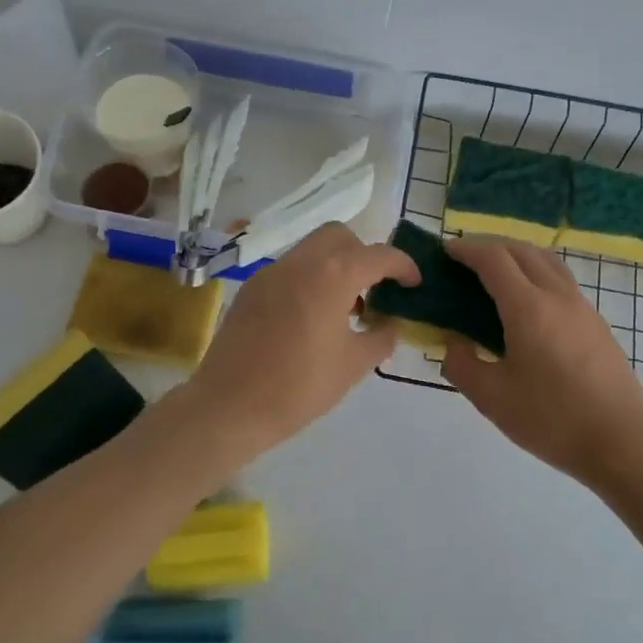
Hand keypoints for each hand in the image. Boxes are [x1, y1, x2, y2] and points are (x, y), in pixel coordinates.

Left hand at [177, 223, 418, 457]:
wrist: (229, 406)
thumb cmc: (299, 386)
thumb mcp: (354, 365)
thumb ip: (381, 337)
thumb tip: (390, 324)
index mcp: (332, 275)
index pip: (378, 255)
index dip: (403, 266)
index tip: (414, 284)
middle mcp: (300, 262)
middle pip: (340, 237)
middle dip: (364, 255)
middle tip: (374, 290)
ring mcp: (271, 272)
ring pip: (312, 250)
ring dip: (335, 266)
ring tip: (345, 309)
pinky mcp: (251, 288)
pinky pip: (290, 270)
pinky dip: (310, 280)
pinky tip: (311, 318)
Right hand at [441, 239, 642, 486]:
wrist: (622, 443)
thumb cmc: (552, 420)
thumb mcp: (492, 398)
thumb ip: (461, 364)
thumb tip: (453, 342)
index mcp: (528, 308)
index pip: (493, 259)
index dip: (467, 249)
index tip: (446, 251)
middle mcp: (558, 296)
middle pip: (522, 251)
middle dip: (490, 247)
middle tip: (465, 262)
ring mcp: (583, 308)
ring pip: (547, 262)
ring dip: (518, 257)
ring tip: (495, 277)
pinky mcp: (597, 324)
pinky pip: (561, 281)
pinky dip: (537, 275)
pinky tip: (527, 306)